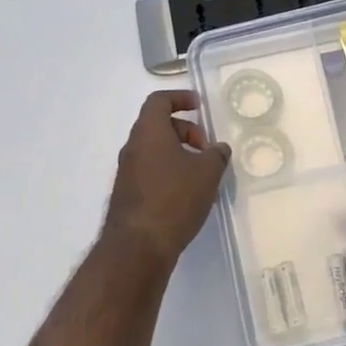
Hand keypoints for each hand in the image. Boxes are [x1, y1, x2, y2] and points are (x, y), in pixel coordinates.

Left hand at [103, 91, 230, 268]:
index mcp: (149, 132)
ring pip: (153, 150)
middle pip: (157, 125)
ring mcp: (126, 172)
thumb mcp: (207, 173)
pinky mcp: (128, 195)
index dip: (180, 98)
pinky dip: (168, 171)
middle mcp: (132, 147)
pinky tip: (187, 193)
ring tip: (201, 173)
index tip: (199, 106)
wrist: (137, 247)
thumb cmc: (174, 198)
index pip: (158, 100)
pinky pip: (150, 171)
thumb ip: (217, 155)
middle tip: (206, 148)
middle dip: (185, 130)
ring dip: (178, 153)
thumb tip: (219, 149)